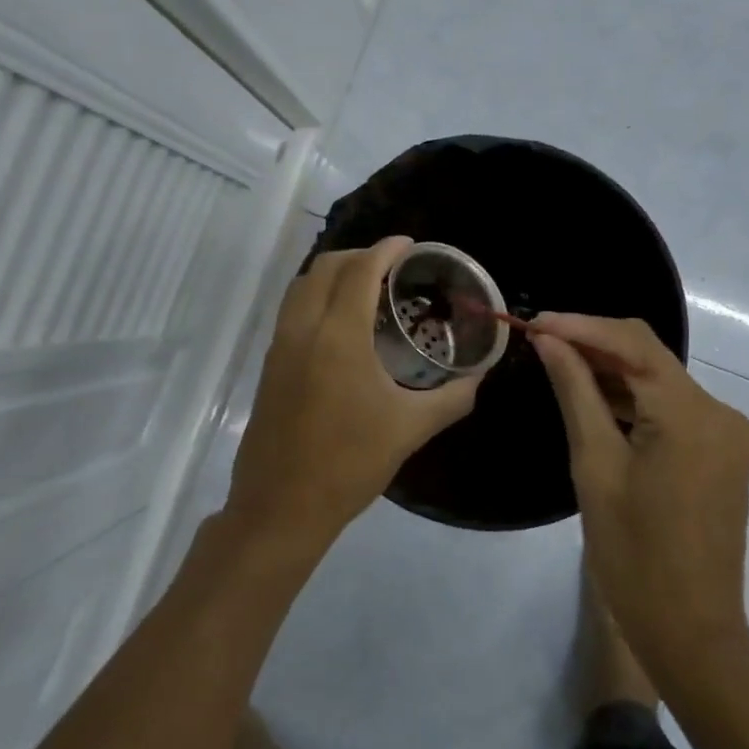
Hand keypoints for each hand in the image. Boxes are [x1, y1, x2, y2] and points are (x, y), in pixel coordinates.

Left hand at [227, 238, 478, 556]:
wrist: (281, 505)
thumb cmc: (349, 463)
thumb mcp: (410, 429)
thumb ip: (451, 398)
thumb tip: (479, 378)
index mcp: (339, 336)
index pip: (360, 271)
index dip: (385, 249)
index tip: (409, 243)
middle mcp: (304, 328)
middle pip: (327, 267)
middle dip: (359, 255)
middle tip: (392, 265)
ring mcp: (280, 345)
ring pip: (302, 285)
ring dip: (333, 273)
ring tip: (366, 286)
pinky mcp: (269, 364)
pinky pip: (292, 309)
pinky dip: (316, 295)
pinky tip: (340, 322)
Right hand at [532, 314, 748, 674]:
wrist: (691, 632)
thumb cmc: (634, 554)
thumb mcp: (595, 466)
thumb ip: (576, 392)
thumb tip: (549, 341)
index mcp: (691, 414)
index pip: (633, 343)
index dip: (581, 325)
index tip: (534, 321)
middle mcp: (719, 411)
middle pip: (649, 357)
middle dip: (593, 343)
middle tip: (539, 340)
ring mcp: (725, 433)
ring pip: (659, 381)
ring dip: (611, 371)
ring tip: (556, 363)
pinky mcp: (721, 452)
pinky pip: (670, 408)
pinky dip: (632, 399)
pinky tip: (593, 398)